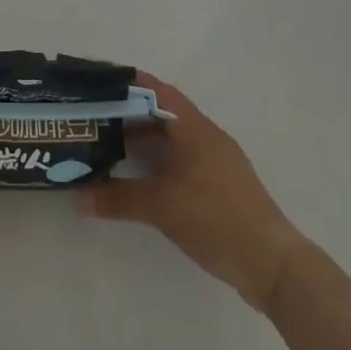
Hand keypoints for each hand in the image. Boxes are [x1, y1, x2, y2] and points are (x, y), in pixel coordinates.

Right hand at [75, 72, 308, 308]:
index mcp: (194, 127)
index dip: (127, 83)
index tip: (98, 83)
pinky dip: (158, 161)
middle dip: (128, 113)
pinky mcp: (220, 187)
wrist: (273, 265)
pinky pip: (181, 159)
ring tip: (109, 145)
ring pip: (172, 138)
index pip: (156, 90)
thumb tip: (77, 197)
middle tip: (94, 117)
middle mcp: (206, 136)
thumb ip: (117, 198)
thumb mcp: (161, 206)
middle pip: (161, 113)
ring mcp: (216, 162)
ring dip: (143, 139)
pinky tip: (140, 177)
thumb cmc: (215, 218)